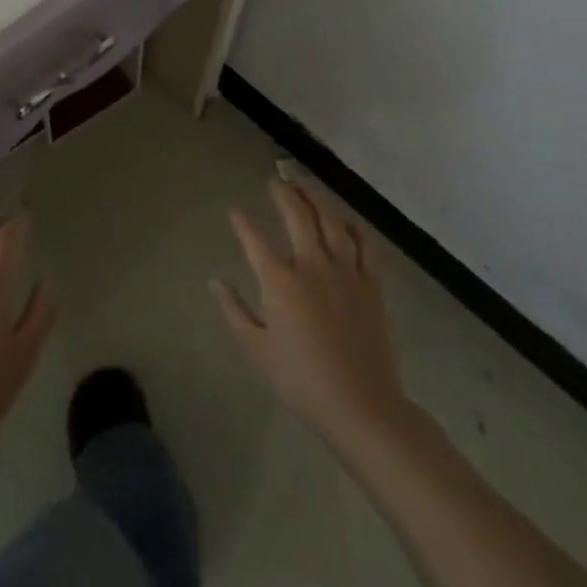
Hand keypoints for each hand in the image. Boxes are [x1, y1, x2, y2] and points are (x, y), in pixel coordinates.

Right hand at [213, 180, 406, 440]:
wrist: (362, 405)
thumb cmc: (302, 381)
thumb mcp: (257, 351)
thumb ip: (234, 311)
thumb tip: (215, 281)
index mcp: (280, 281)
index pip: (254, 239)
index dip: (242, 222)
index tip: (235, 210)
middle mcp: (312, 265)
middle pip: (297, 215)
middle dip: (284, 193)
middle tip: (276, 180)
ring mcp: (345, 270)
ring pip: (331, 220)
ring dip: (316, 198)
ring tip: (305, 185)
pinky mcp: (370, 282)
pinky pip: (363, 243)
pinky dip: (351, 226)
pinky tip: (343, 221)